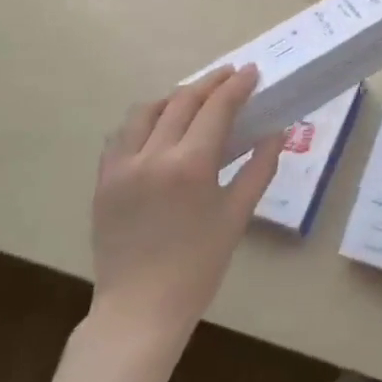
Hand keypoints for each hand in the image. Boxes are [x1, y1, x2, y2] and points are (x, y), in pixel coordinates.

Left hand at [88, 65, 284, 357]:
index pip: (216, 107)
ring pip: (146, 111)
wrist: (139, 310)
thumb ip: (260, 167)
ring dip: (174, 97)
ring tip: (194, 98)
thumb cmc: (198, 265)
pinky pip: (121, 135)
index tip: (251, 71)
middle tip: (230, 76)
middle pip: (182, 101)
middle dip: (209, 83)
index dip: (236, 85)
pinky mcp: (103, 181)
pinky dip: (144, 121)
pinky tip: (158, 127)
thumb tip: (278, 132)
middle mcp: (153, 156)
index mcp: (190, 165)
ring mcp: (122, 167)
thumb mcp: (237, 215)